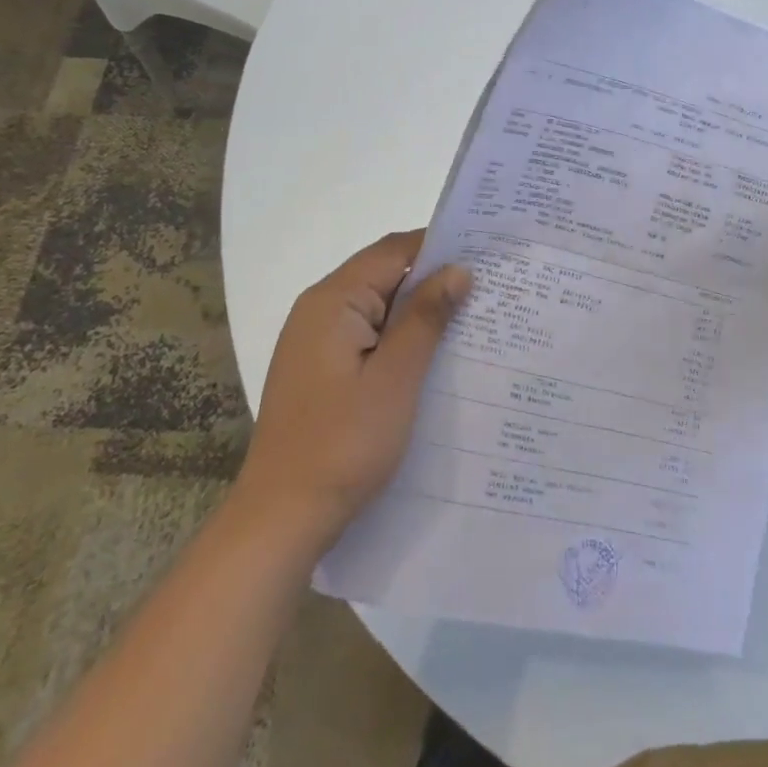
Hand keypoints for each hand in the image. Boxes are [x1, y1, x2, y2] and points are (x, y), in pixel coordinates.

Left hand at [234, 231, 471, 551]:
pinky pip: (367, 336)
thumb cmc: (342, 443)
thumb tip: (457, 269)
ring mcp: (316, 342)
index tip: (484, 255)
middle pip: (384, 275)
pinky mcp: (320, 370)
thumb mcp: (395, 377)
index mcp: (333, 300)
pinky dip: (399, 338)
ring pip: (378, 308)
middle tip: (486, 291)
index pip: (393, 250)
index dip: (438, 247)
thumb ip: (425, 317)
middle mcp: (319, 310)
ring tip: (469, 321)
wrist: (281, 519)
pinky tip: (431, 357)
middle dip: (433, 280)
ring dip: (418, 312)